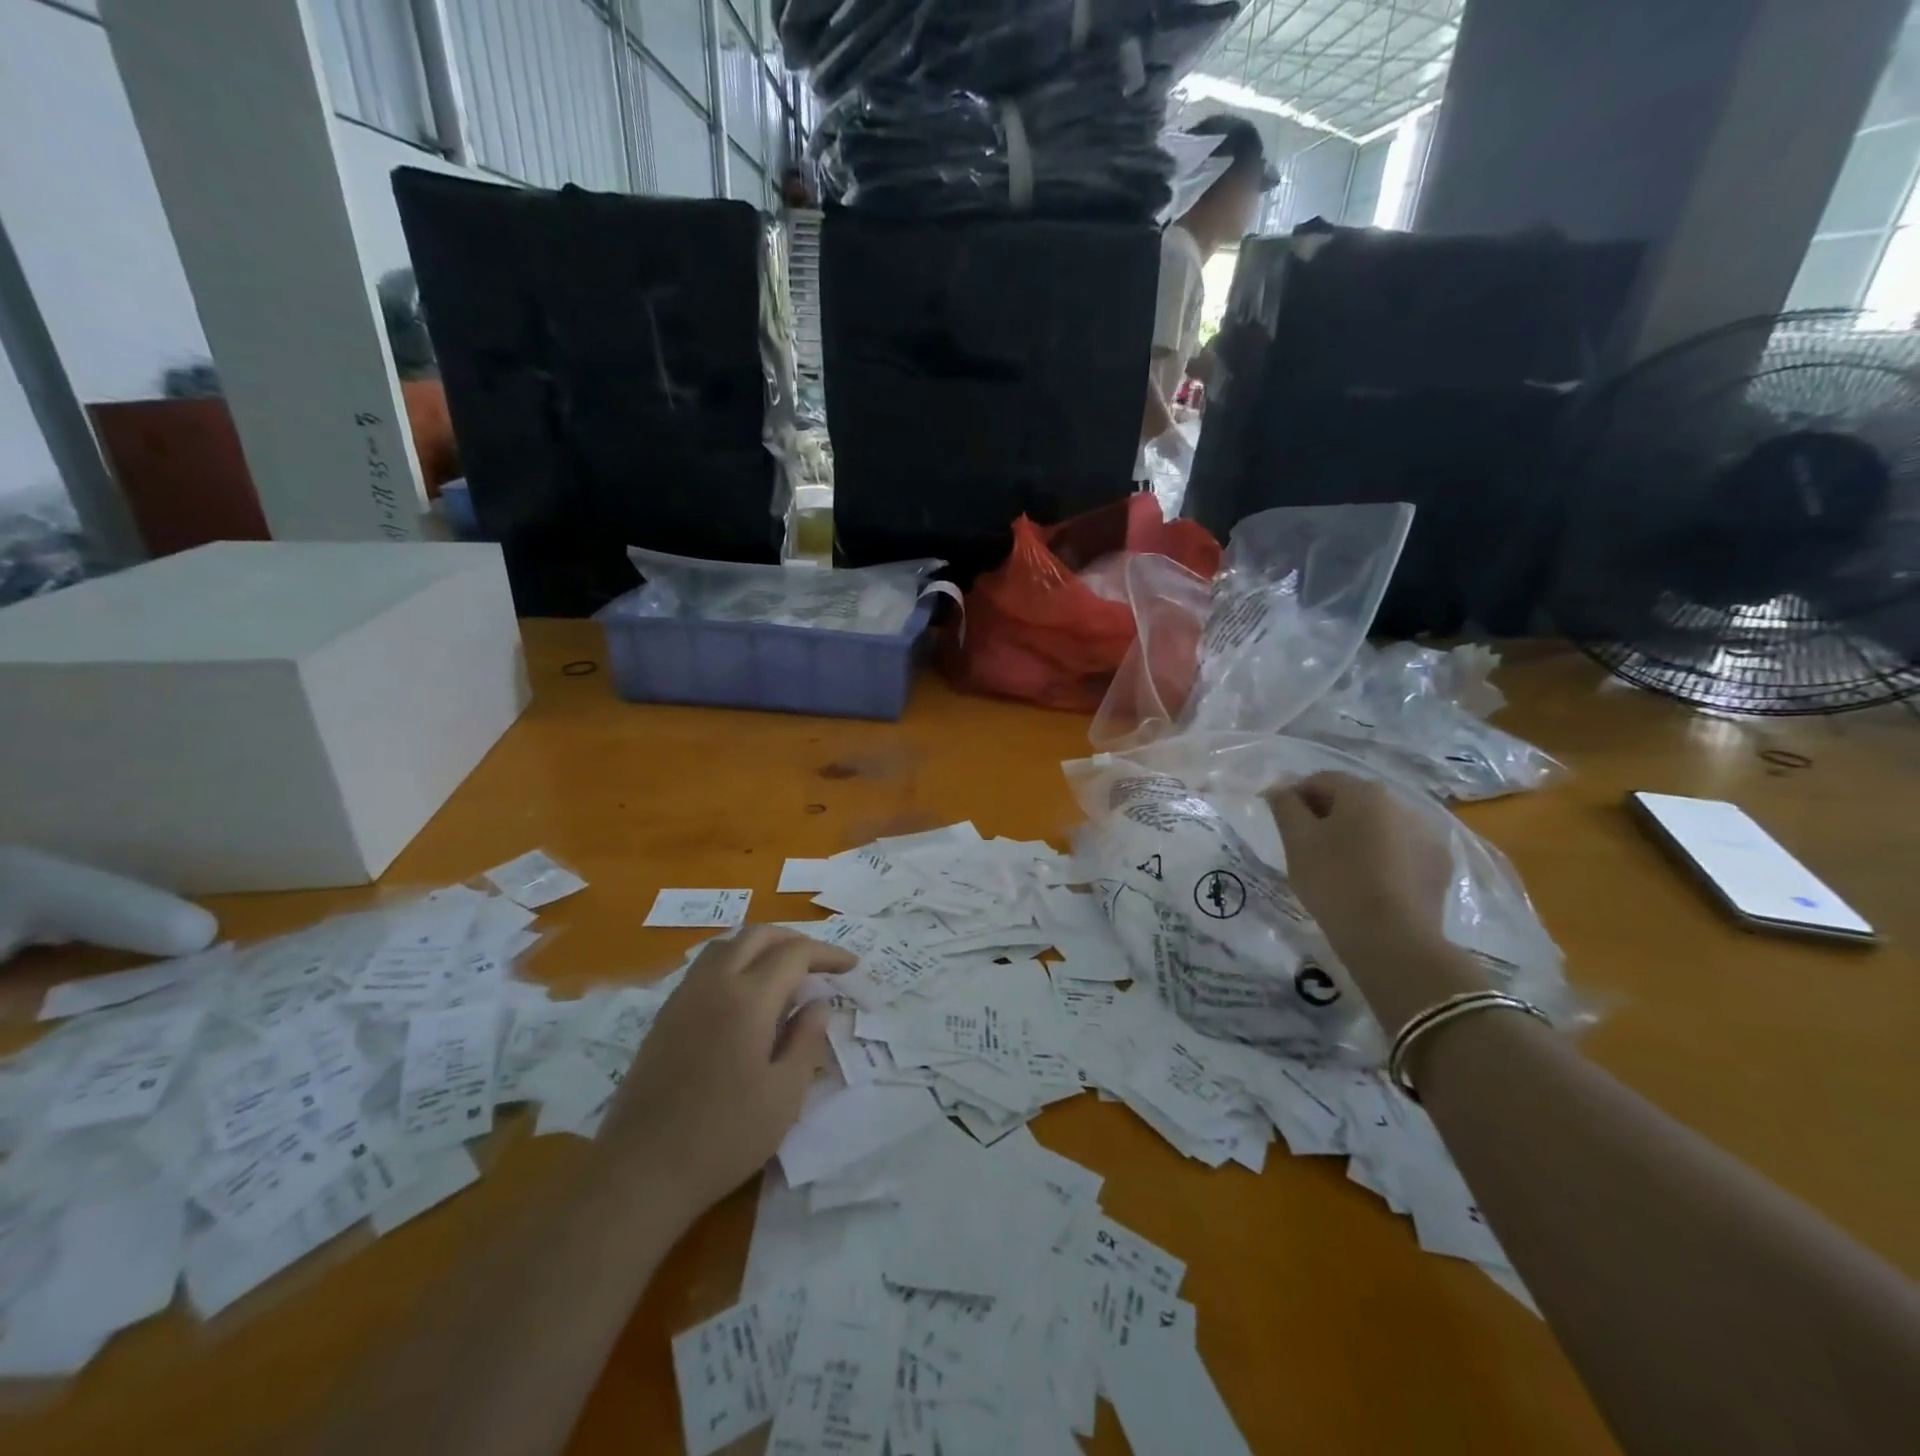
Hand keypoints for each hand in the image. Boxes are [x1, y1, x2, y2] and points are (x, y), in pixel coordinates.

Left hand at [602, 926, 853, 1216]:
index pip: (794, 954)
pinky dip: (734, 962)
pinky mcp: (664, 1017)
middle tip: (819, 962)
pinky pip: (704, 967)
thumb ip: (806, 1040)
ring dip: (760, 946)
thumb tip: (818, 1003)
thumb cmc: (724, 1136)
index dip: (827, 954)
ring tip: (783, 971)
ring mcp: (683, 997)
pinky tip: (743, 995)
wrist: (641, 1171)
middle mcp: (714, 984)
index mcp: (748, 999)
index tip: (851, 966)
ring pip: (726, 945)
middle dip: (793, 940)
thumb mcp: (784, 1094)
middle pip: (757, 936)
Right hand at [1267, 772, 1490, 1028]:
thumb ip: (1285, 807)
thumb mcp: (1297, 841)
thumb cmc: (1334, 881)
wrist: (1391, 939)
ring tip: (1339, 866)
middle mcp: (1401, 803)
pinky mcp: (1440, 865)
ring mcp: (1427, 834)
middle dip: (1328, 815)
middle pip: (1353, 800)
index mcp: (1364, 792)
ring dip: (1357, 835)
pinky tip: (1369, 881)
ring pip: (1380, 825)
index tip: (1282, 822)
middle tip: (1306, 846)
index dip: (1296, 797)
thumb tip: (1279, 788)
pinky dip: (1383, 856)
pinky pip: (1401, 849)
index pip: (1320, 780)